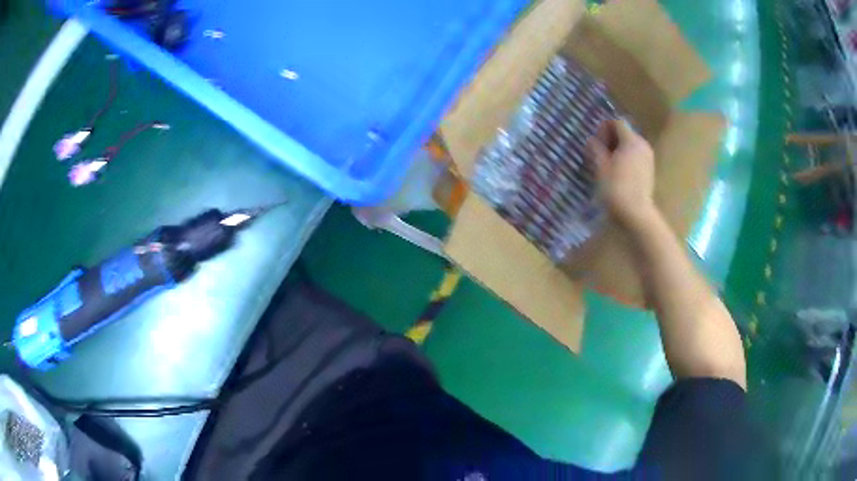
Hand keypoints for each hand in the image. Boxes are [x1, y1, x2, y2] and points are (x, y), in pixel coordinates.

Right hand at [587, 119, 656, 228]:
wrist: (636, 214)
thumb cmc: (616, 189)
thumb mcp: (600, 167)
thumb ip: (596, 149)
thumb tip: (591, 140)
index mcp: (631, 141)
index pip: (616, 123)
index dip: (604, 129)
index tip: (594, 142)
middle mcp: (643, 145)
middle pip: (625, 133)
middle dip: (611, 139)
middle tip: (598, 153)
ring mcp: (648, 158)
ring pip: (630, 145)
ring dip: (618, 149)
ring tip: (607, 164)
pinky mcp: (649, 171)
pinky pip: (636, 156)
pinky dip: (626, 158)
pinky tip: (618, 172)